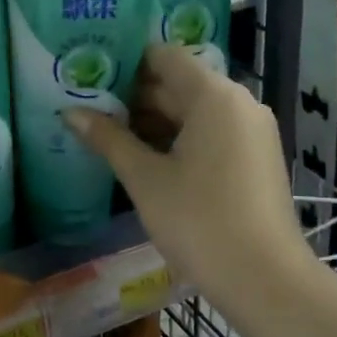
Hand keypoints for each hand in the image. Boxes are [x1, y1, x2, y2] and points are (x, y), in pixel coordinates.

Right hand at [67, 45, 315, 309]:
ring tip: (108, 135)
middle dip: (134, 97)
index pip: (164, 57)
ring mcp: (252, 131)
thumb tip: (70, 113)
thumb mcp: (145, 179)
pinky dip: (178, 140)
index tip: (90, 77)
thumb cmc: (199, 221)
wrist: (265, 280)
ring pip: (194, 112)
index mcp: (214, 95)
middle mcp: (239, 102)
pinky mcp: (255, 158)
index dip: (125, 63)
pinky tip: (144, 159)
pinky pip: (210, 133)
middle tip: (89, 108)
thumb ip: (108, 139)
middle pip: (179, 83)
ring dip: (153, 121)